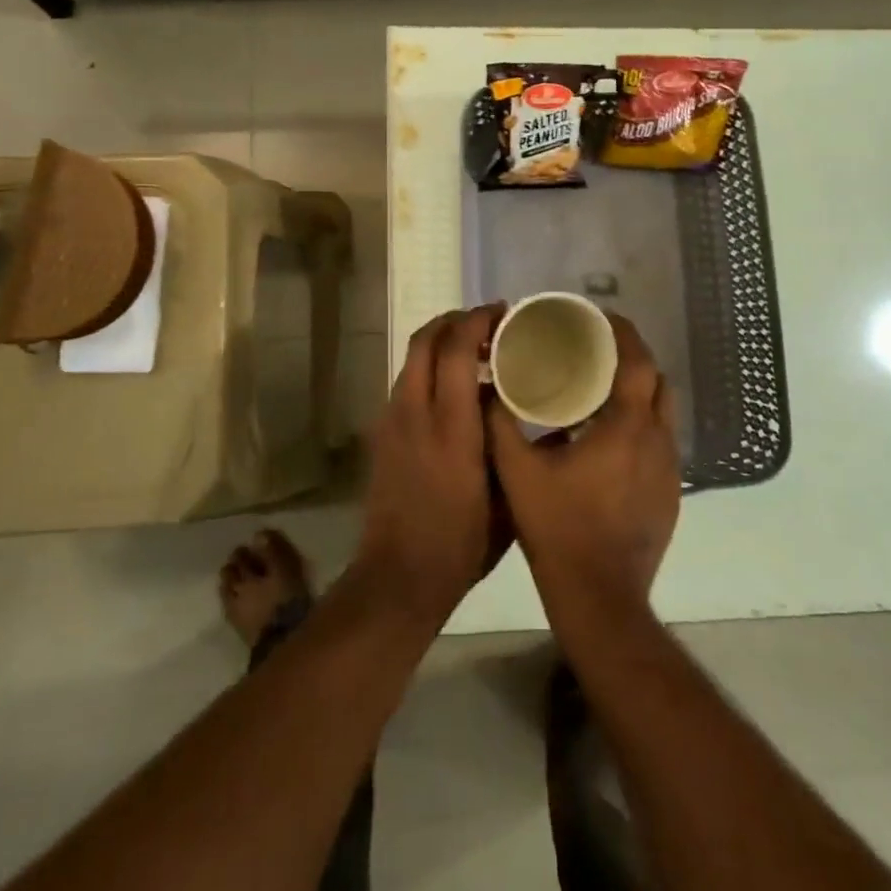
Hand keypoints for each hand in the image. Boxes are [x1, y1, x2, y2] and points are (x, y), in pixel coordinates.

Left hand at [352, 305, 511, 625]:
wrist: (398, 578)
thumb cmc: (462, 545)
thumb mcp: (503, 494)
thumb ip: (506, 440)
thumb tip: (509, 400)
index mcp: (451, 427)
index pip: (456, 350)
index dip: (478, 320)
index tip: (503, 312)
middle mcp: (415, 413)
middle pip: (425, 340)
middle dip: (454, 320)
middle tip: (486, 323)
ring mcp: (392, 422)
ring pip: (411, 358)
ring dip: (439, 342)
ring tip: (472, 351)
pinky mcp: (381, 435)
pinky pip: (405, 383)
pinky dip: (428, 369)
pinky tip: (452, 389)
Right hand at [485, 314, 679, 622]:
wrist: (600, 597)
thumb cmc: (559, 528)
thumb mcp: (518, 472)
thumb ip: (500, 425)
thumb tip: (487, 389)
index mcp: (626, 427)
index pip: (638, 362)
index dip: (624, 334)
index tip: (601, 318)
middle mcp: (658, 441)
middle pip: (658, 382)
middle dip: (632, 359)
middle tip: (597, 350)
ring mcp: (669, 470)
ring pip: (663, 413)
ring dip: (639, 393)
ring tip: (602, 389)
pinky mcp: (671, 494)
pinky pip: (661, 442)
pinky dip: (642, 425)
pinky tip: (610, 439)